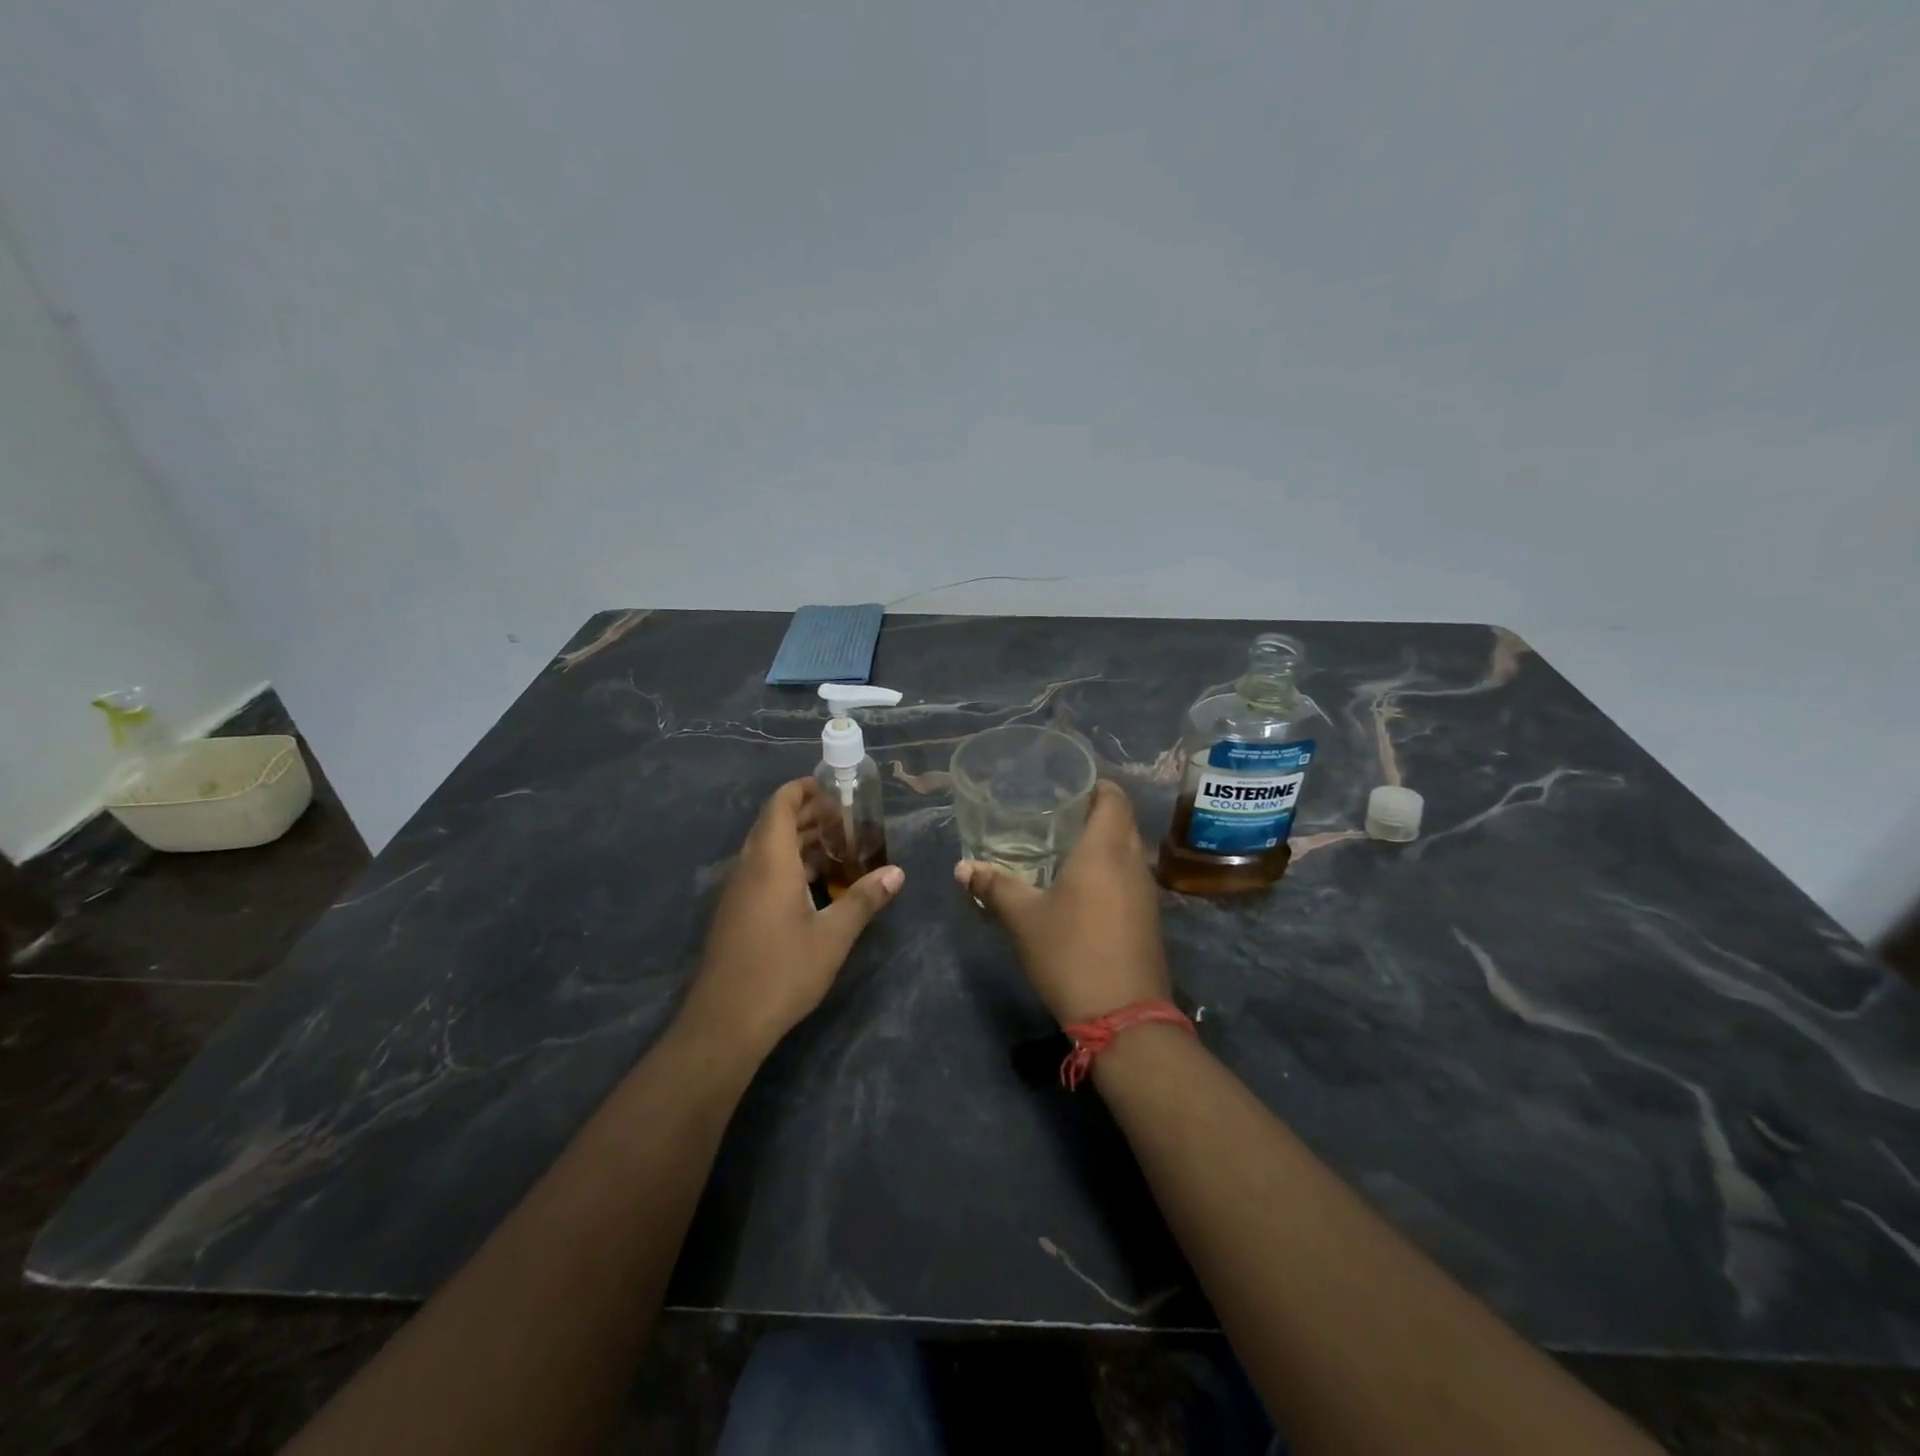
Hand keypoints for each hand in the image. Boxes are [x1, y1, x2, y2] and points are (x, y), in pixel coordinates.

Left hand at [679, 778, 904, 1058]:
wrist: (725, 1022)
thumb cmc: (782, 971)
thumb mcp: (833, 935)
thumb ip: (864, 899)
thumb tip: (897, 872)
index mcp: (770, 862)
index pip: (780, 805)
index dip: (803, 790)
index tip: (834, 789)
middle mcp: (749, 868)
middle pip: (774, 825)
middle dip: (809, 816)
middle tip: (848, 820)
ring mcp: (738, 893)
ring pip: (768, 851)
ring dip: (800, 842)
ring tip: (840, 848)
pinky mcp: (736, 914)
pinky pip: (763, 873)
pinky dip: (790, 866)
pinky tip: (818, 886)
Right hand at [955, 781, 1169, 1025]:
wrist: (1124, 1016)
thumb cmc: (1070, 953)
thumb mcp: (1024, 919)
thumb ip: (994, 887)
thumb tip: (962, 868)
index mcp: (1105, 850)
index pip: (1113, 797)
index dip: (1095, 784)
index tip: (1069, 785)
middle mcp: (1132, 862)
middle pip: (1123, 820)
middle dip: (1096, 811)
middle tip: (1059, 814)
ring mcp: (1146, 892)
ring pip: (1129, 850)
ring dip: (1105, 842)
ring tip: (1067, 846)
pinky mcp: (1149, 918)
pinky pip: (1132, 876)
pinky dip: (1112, 869)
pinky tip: (1084, 886)